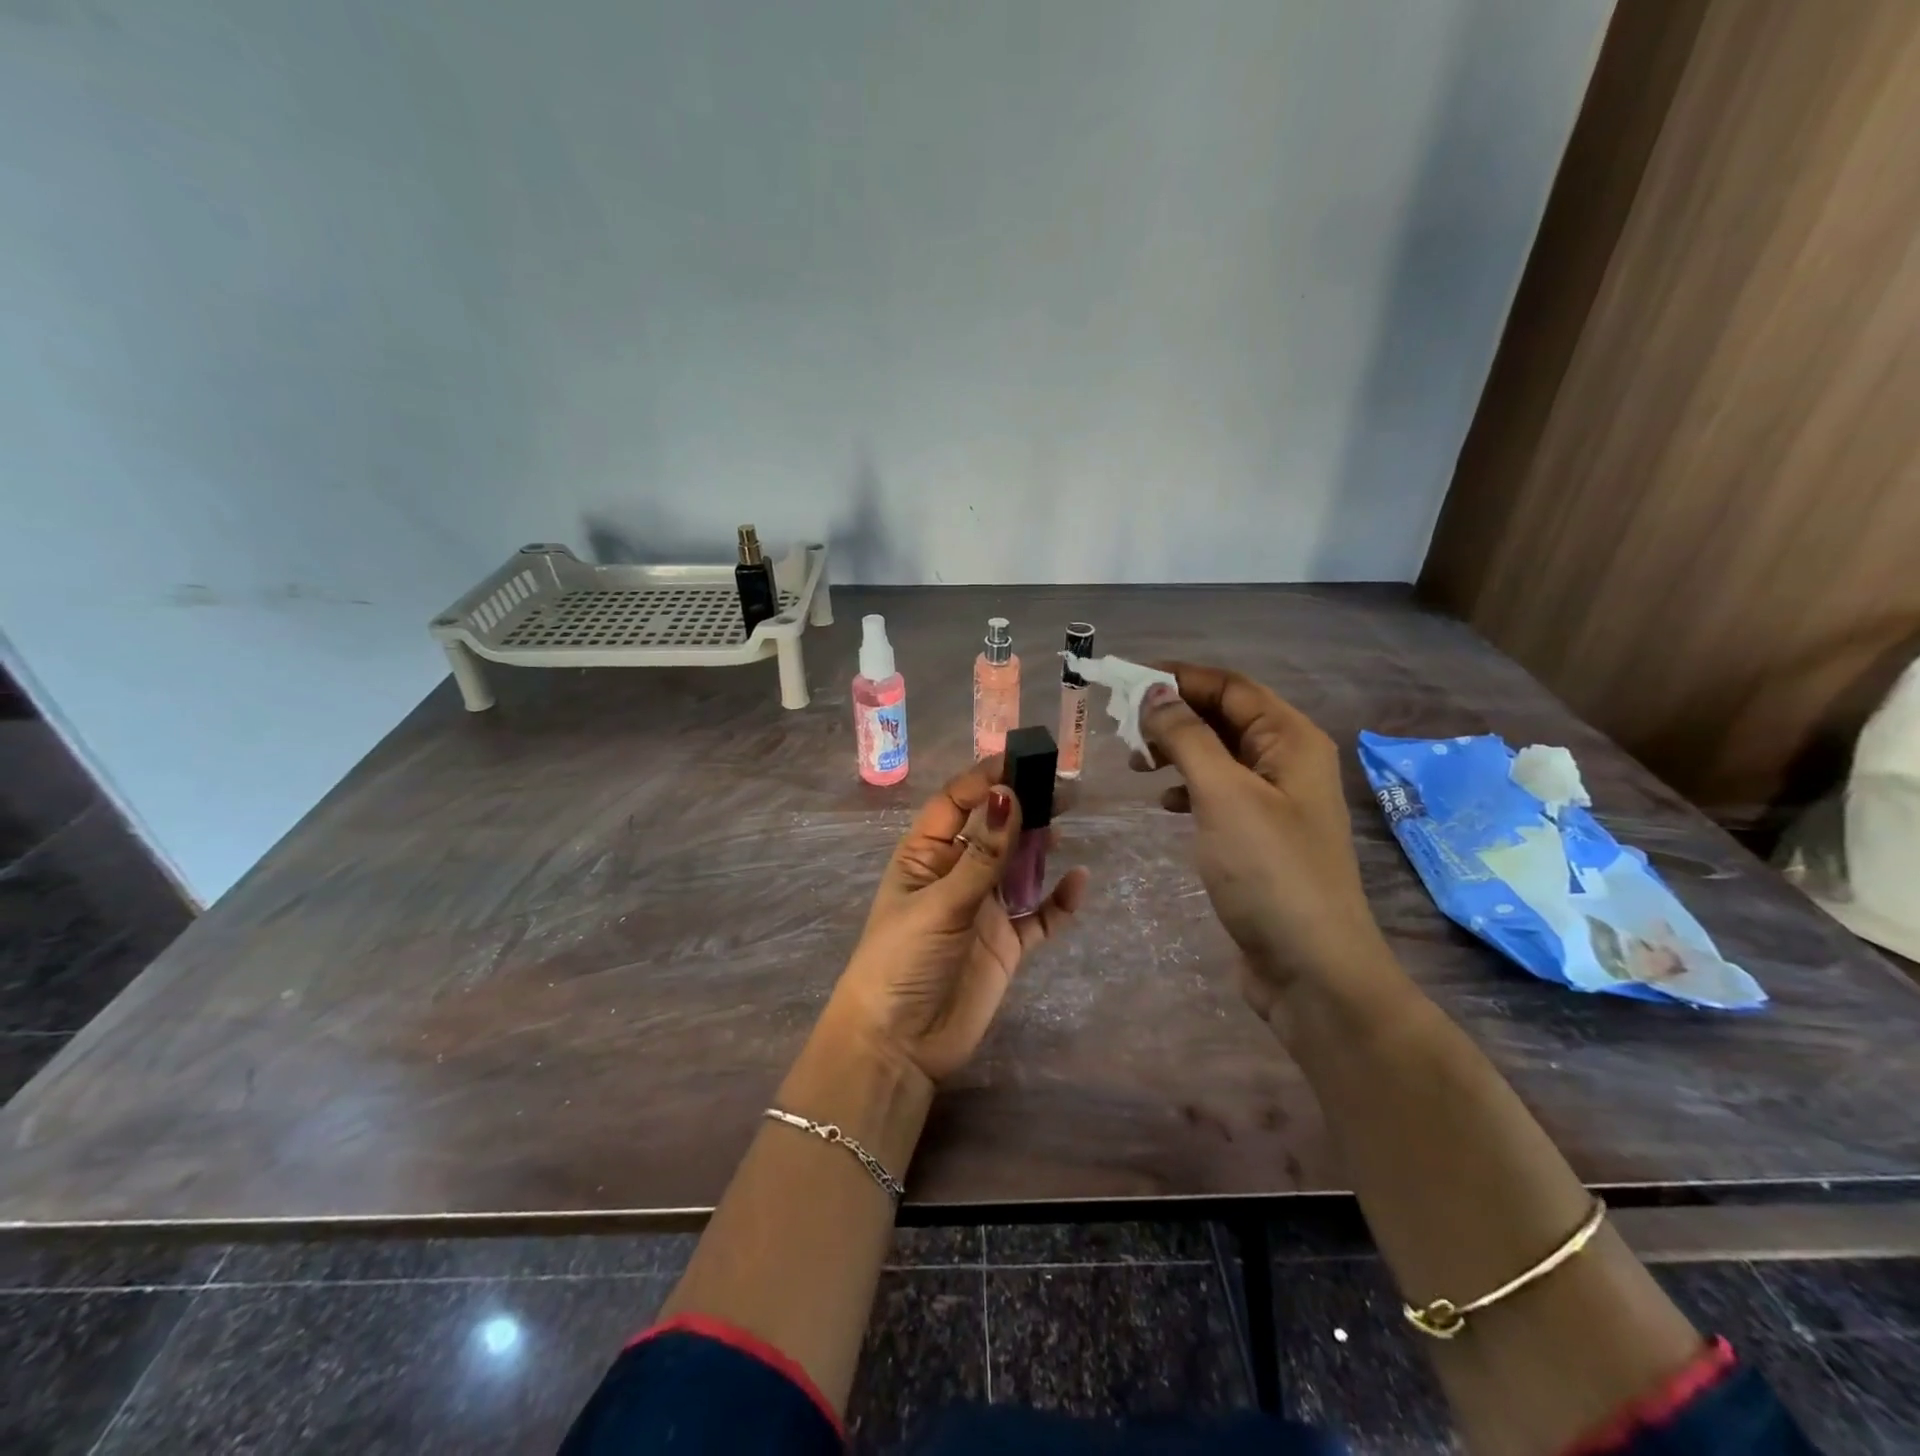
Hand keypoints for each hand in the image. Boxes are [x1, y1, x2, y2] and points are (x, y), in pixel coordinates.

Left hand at [829, 760, 1089, 1083]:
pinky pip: (1039, 914)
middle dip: (1022, 806)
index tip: (1023, 760)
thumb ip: (981, 856)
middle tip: (1061, 788)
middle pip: (994, 829)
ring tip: (1068, 822)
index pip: (956, 802)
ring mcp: (984, 909)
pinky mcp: (1007, 944)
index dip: (986, 779)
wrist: (899, 1046)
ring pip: (1019, 866)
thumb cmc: (903, 962)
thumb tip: (1009, 795)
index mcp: (925, 855)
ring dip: (1041, 844)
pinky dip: (1059, 900)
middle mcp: (956, 874)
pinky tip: (1077, 883)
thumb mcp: (940, 903)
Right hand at [1135, 663, 1390, 1019]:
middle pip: (1223, 716)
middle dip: (1173, 714)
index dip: (1177, 677)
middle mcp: (1286, 761)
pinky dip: (1187, 788)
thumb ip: (1187, 737)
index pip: (1229, 686)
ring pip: (1217, 754)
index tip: (1123, 679)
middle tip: (1122, 727)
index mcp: (1290, 739)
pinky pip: (1217, 792)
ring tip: (1136, 764)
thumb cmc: (1270, 871)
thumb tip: (1153, 692)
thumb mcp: (1223, 795)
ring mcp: (1275, 801)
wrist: (1312, 968)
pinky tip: (1164, 804)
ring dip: (1176, 750)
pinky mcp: (1259, 836)